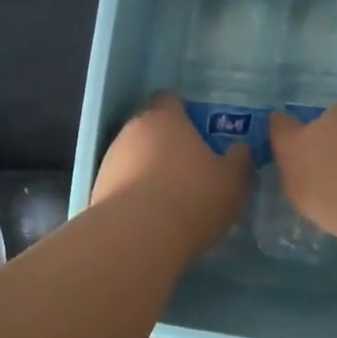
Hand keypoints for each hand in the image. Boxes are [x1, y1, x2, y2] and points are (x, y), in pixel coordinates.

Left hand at [91, 93, 252, 258]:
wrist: (136, 238)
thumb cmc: (192, 198)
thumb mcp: (233, 181)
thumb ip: (239, 160)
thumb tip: (240, 149)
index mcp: (165, 118)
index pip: (170, 99)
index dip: (184, 111)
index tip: (200, 130)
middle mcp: (132, 130)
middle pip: (151, 128)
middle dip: (168, 144)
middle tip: (191, 167)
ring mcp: (110, 160)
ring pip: (134, 157)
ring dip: (149, 170)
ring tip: (171, 198)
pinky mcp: (96, 190)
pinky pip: (122, 184)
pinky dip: (135, 194)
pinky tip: (152, 217)